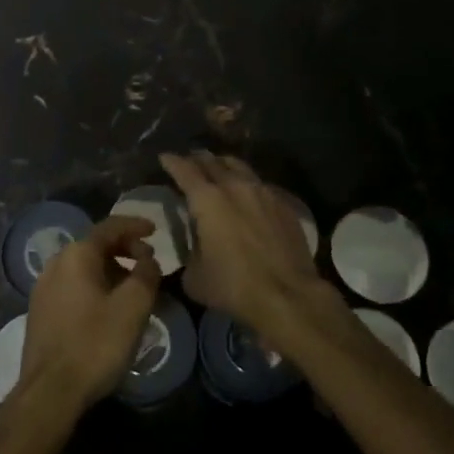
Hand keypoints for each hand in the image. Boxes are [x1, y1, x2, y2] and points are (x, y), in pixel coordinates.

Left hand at [19, 216, 162, 411]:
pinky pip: (73, 285)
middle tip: (147, 263)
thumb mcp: (132, 308)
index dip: (135, 225)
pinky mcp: (40, 311)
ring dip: (110, 269)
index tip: (155, 230)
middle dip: (124, 249)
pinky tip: (108, 308)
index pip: (110, 227)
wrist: (49, 392)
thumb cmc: (95, 344)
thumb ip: (146, 276)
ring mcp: (43, 288)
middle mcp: (56, 263)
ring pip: (83, 267)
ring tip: (132, 288)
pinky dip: (95, 286)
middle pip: (95, 245)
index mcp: (77, 255)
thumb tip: (148, 260)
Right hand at [161, 151, 320, 331]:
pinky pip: (260, 184)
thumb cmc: (233, 286)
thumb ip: (189, 252)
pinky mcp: (284, 203)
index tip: (165, 157)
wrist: (288, 295)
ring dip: (223, 165)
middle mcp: (234, 186)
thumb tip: (194, 245)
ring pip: (239, 166)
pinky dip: (247, 183)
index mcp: (206, 199)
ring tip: (218, 168)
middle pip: (211, 161)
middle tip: (189, 161)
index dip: (172, 161)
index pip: (184, 169)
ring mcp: (262, 191)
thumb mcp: (194, 277)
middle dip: (197, 159)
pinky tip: (247, 193)